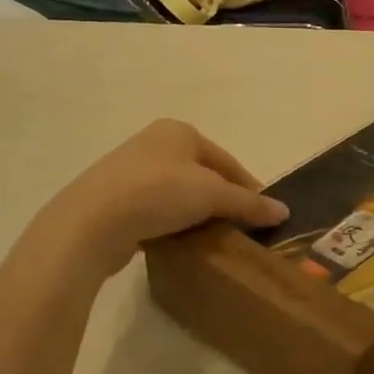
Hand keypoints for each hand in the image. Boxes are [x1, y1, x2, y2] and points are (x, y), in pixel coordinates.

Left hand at [37, 120, 287, 272]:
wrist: (89, 223)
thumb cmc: (158, 193)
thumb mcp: (212, 196)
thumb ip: (248, 203)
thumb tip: (284, 211)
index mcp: (179, 132)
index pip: (226, 160)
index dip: (248, 187)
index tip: (262, 214)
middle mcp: (154, 143)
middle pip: (203, 175)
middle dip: (221, 200)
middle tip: (239, 228)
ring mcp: (129, 170)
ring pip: (178, 193)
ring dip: (196, 213)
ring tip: (211, 238)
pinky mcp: (113, 199)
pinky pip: (155, 209)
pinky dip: (171, 223)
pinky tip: (179, 241)